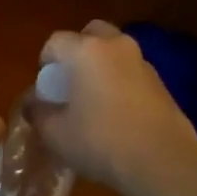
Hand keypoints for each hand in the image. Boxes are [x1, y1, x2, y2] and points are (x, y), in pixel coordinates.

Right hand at [35, 21, 196, 195]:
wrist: (163, 162)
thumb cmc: (101, 142)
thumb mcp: (56, 134)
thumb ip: (38, 113)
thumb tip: (33, 104)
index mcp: (86, 51)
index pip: (55, 42)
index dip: (45, 62)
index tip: (46, 88)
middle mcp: (116, 46)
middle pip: (91, 33)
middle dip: (77, 51)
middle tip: (71, 81)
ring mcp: (142, 62)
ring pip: (114, 51)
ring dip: (102, 66)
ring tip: (94, 99)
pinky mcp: (161, 82)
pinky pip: (132, 71)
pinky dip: (121, 81)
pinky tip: (118, 113)